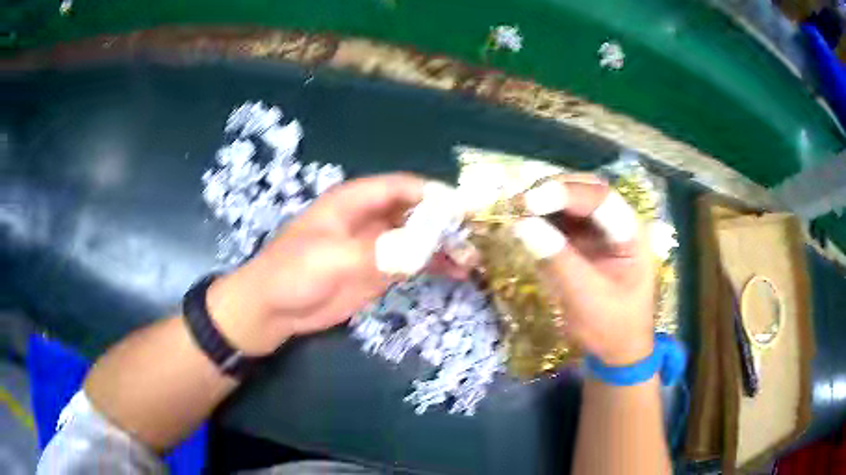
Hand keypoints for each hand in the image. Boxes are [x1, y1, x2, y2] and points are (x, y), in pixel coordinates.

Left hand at [206, 173, 462, 355]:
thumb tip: (424, 247)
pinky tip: (456, 273)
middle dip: (445, 222)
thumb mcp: (332, 259)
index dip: (432, 194)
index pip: (401, 187)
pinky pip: (412, 263)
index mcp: (354, 202)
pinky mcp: (378, 271)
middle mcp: (369, 219)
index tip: (463, 210)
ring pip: (418, 238)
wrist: (274, 309)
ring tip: (473, 259)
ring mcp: (375, 246)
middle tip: (476, 237)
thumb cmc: (293, 273)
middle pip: (415, 211)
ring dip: (444, 245)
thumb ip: (378, 252)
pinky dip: (434, 266)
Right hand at [514, 174, 654, 365]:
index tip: (528, 202)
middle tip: (517, 202)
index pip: (600, 199)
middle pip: (585, 190)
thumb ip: (557, 259)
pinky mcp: (584, 242)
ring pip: (571, 202)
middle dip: (551, 191)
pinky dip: (542, 219)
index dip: (564, 194)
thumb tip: (521, 224)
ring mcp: (600, 231)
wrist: (618, 351)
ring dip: (543, 202)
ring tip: (515, 209)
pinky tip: (524, 222)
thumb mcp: (586, 298)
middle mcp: (617, 223)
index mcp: (630, 234)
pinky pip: (562, 221)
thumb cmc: (612, 327)